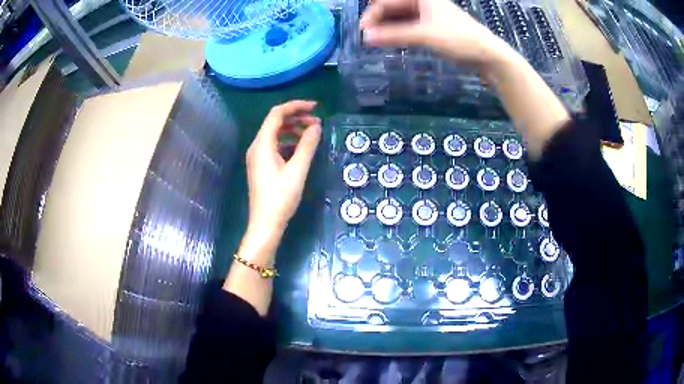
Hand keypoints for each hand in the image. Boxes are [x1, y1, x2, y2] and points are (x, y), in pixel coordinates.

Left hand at [244, 100, 320, 246]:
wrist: (265, 224)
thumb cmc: (280, 198)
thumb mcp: (297, 170)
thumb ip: (307, 145)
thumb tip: (316, 126)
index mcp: (262, 144)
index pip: (277, 114)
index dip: (295, 106)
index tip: (315, 107)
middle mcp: (257, 146)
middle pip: (275, 122)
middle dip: (296, 117)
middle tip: (317, 122)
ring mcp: (257, 157)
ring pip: (275, 134)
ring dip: (293, 129)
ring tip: (312, 134)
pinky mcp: (261, 166)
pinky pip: (275, 145)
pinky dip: (288, 141)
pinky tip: (301, 148)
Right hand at [360, 0, 511, 66]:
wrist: (488, 55)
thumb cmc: (459, 39)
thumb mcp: (425, 35)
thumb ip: (394, 35)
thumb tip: (365, 37)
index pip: (387, 1)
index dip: (372, 14)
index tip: (363, 31)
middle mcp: (422, 2)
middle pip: (392, 7)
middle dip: (378, 20)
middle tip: (368, 38)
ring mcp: (428, 15)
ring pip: (400, 17)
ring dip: (387, 28)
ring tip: (377, 42)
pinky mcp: (432, 27)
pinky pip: (409, 26)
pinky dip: (399, 33)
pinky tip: (391, 41)